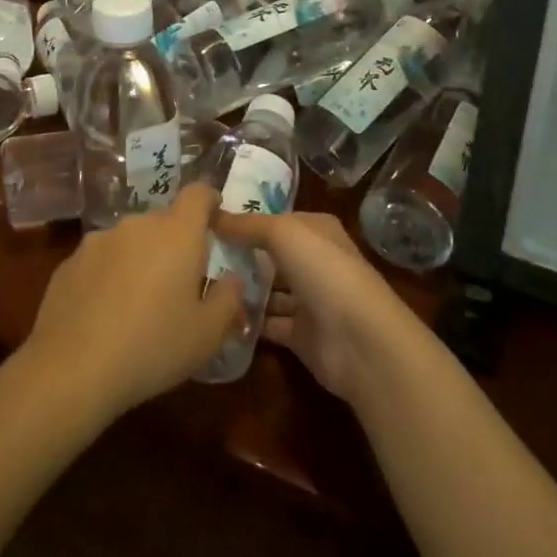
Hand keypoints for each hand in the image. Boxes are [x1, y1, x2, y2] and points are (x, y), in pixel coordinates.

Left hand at [23, 183, 244, 423]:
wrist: (72, 368)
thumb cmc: (153, 346)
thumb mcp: (207, 334)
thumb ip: (228, 300)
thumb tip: (233, 280)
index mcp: (177, 233)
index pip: (198, 194)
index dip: (209, 200)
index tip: (215, 219)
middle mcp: (137, 225)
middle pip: (163, 220)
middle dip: (175, 242)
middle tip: (180, 282)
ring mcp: (98, 240)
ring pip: (130, 240)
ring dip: (141, 259)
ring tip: (140, 302)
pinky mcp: (69, 262)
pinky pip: (101, 260)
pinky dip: (110, 275)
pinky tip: (106, 313)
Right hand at [213, 210, 415, 403]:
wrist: (359, 341)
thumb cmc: (324, 271)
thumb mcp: (283, 233)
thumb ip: (248, 224)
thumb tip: (213, 214)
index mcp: (317, 231)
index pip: (278, 220)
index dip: (247, 221)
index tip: (208, 223)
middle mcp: (316, 262)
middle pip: (271, 256)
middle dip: (240, 256)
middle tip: (197, 256)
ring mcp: (310, 300)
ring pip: (270, 291)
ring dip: (242, 289)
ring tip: (201, 286)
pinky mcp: (302, 335)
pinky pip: (269, 324)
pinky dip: (248, 321)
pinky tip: (218, 315)